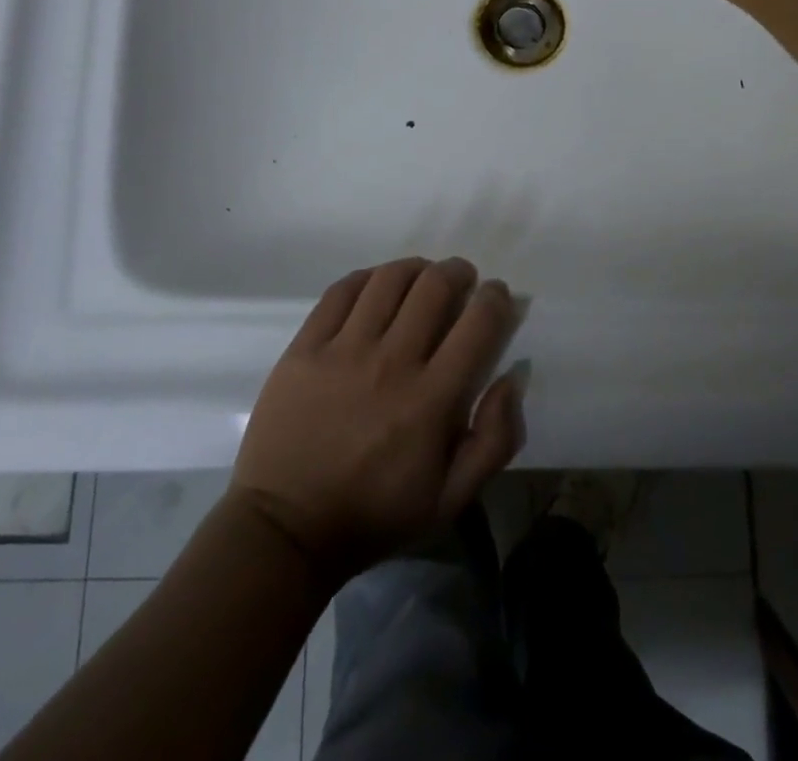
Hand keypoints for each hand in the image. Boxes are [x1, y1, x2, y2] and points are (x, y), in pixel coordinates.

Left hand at [231, 257, 523, 581]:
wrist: (285, 529)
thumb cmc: (375, 514)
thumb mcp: (451, 498)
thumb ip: (495, 439)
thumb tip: (512, 376)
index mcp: (431, 400)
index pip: (478, 324)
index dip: (496, 299)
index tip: (496, 297)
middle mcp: (391, 363)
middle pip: (435, 287)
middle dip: (458, 273)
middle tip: (462, 280)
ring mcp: (343, 350)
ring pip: (389, 279)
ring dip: (416, 268)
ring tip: (421, 277)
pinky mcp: (305, 346)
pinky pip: (342, 290)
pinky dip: (368, 278)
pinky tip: (377, 286)